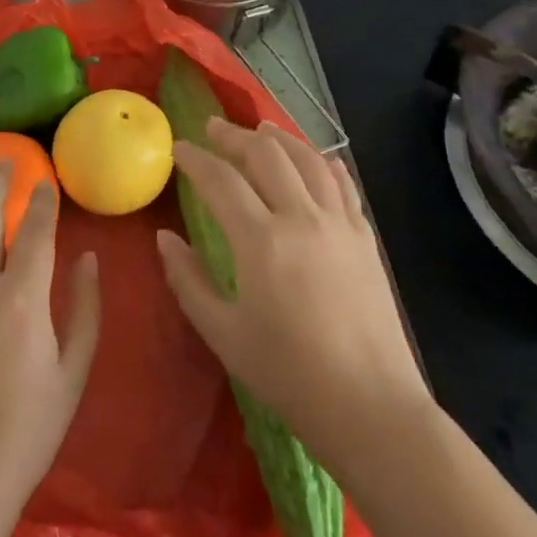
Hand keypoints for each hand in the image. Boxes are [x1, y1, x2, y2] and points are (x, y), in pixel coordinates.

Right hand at [156, 119, 432, 463]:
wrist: (371, 408)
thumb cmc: (289, 375)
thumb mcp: (223, 334)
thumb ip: (188, 280)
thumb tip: (165, 238)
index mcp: (262, 242)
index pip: (220, 181)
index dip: (194, 159)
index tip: (177, 148)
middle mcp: (302, 219)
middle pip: (266, 155)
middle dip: (234, 136)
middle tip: (212, 128)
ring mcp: (340, 225)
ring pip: (308, 160)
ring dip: (279, 139)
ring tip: (260, 130)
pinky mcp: (365, 239)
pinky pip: (343, 185)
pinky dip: (323, 163)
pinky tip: (314, 160)